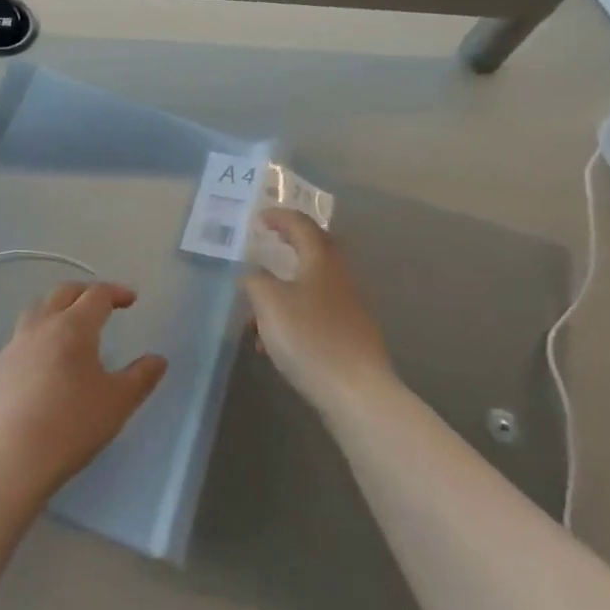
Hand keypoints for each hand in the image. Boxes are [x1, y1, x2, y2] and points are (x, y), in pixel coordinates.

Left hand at [0, 282, 166, 496]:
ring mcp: (14, 345)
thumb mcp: (118, 403)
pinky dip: (39, 336)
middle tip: (102, 304)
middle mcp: (41, 326)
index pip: (97, 295)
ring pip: (37, 310)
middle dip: (86, 292)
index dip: (116, 292)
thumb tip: (158, 360)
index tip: (130, 300)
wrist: (10, 457)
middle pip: (63, 292)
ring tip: (70, 326)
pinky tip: (45, 362)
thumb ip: (141, 377)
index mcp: (73, 327)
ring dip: (57, 308)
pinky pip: (21, 338)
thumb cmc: (71, 425)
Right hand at [243, 209, 391, 414]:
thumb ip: (255, 281)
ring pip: (310, 286)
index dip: (279, 217)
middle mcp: (338, 278)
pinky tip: (273, 345)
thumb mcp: (269, 303)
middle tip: (266, 247)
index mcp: (321, 261)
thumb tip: (253, 274)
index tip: (259, 219)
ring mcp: (348, 307)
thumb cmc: (310, 338)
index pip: (301, 225)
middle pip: (314, 251)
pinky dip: (292, 317)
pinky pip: (314, 313)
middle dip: (288, 246)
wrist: (356, 392)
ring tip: (255, 315)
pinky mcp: (349, 335)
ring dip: (283, 291)